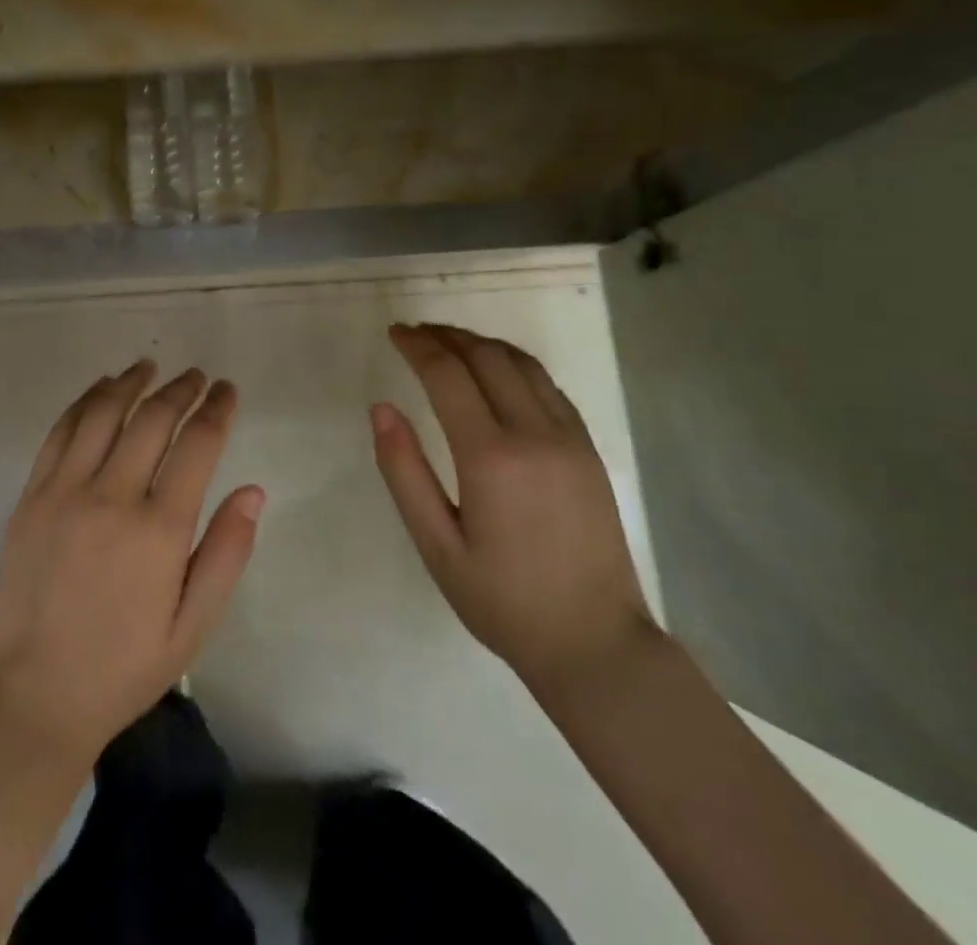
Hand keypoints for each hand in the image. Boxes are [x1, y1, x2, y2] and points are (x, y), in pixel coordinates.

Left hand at [0, 361, 264, 766]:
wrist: (31, 697)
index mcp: (159, 529)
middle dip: (181, 389)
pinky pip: (61, 431)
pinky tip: (101, 390)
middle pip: (153, 419)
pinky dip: (85, 402)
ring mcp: (64, 491)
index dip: (216, 409)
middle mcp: (112, 496)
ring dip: (130, 382)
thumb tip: (253, 490)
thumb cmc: (122, 668)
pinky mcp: (32, 496)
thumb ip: (226, 553)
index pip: (197, 444)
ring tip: (150, 366)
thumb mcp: (192, 626)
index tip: (227, 390)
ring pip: (103, 413)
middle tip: (197, 376)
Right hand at [372, 323, 656, 697]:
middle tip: (415, 333)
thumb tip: (381, 408)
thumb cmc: (503, 601)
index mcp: (491, 458)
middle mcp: (534, 434)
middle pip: (486, 357)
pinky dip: (514, 363)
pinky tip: (496, 371)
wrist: (596, 644)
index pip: (448, 375)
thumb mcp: (436, 546)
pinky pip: (548, 385)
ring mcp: (569, 438)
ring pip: (522, 363)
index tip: (395, 332)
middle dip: (447, 336)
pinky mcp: (588, 449)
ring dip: (481, 343)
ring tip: (449, 342)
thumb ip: (404, 472)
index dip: (417, 346)